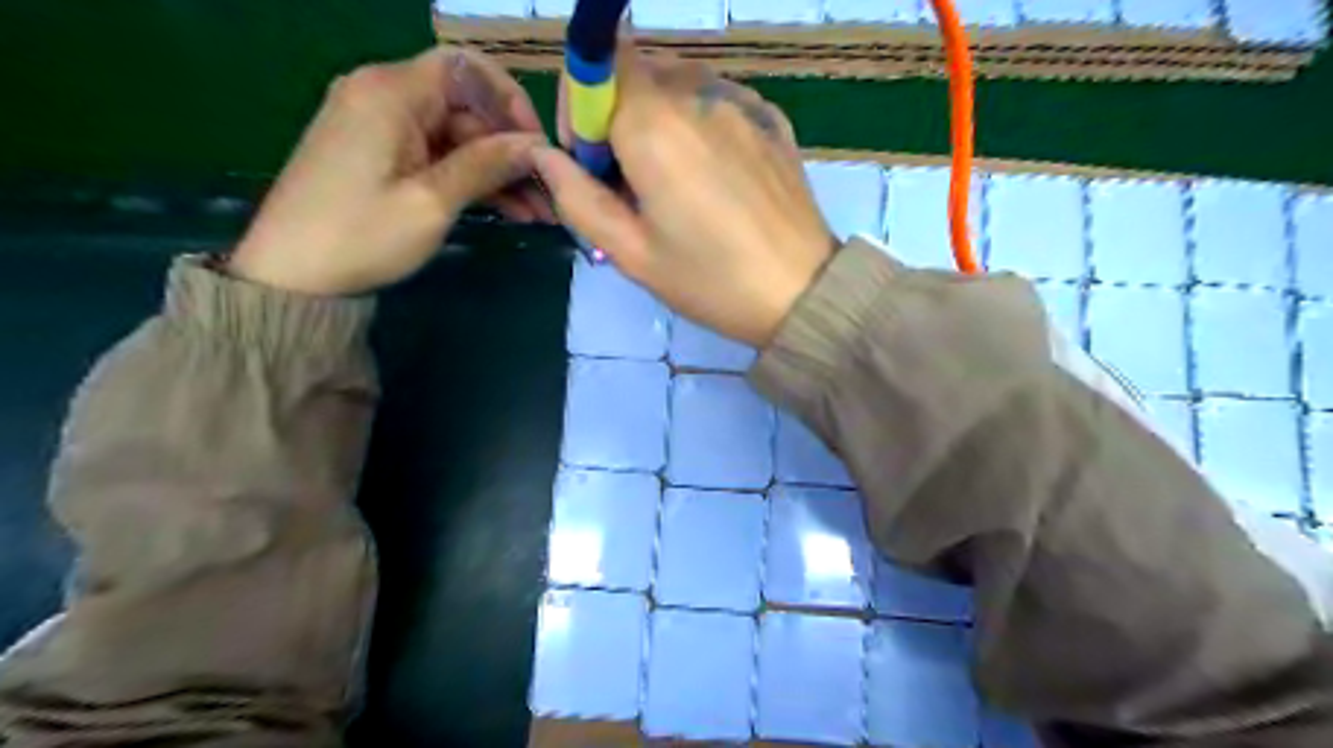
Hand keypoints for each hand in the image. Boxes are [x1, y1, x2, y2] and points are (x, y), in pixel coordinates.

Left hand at [225, 44, 549, 297]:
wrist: (291, 277)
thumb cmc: (361, 235)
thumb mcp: (432, 201)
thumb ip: (486, 165)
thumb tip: (536, 145)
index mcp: (390, 92)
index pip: (465, 67)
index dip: (509, 99)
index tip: (537, 144)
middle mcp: (383, 96)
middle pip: (465, 107)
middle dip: (510, 149)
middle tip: (549, 194)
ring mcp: (380, 127)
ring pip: (457, 137)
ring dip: (497, 172)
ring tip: (538, 213)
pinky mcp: (380, 155)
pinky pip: (437, 156)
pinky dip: (471, 179)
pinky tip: (508, 210)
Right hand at [535, 43, 829, 345]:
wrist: (801, 293)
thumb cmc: (710, 280)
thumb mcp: (631, 253)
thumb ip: (577, 199)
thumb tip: (545, 157)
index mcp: (655, 125)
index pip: (595, 66)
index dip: (579, 108)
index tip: (590, 161)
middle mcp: (698, 94)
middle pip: (636, 74)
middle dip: (616, 117)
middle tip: (628, 183)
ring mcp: (742, 103)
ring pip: (678, 84)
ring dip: (658, 119)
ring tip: (672, 182)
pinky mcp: (771, 119)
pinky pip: (717, 101)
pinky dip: (698, 124)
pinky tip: (712, 175)